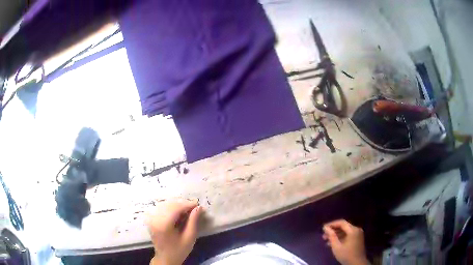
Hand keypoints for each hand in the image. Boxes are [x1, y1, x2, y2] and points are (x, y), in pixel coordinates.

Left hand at [146, 200, 202, 264]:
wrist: (165, 258)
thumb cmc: (179, 250)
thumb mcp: (189, 237)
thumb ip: (193, 221)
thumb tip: (198, 207)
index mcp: (163, 224)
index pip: (176, 208)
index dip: (187, 204)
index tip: (198, 204)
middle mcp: (155, 219)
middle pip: (170, 204)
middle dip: (183, 204)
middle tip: (195, 206)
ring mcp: (152, 218)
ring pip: (166, 205)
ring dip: (178, 205)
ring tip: (189, 209)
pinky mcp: (152, 219)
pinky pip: (162, 208)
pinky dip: (172, 208)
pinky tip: (179, 212)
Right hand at [322, 219, 368, 264]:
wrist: (357, 263)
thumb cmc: (346, 255)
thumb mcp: (336, 247)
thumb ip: (331, 236)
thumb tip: (326, 228)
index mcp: (353, 230)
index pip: (341, 222)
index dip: (332, 224)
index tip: (323, 228)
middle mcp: (356, 229)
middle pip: (343, 226)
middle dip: (333, 230)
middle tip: (323, 236)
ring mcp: (358, 234)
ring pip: (345, 231)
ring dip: (336, 235)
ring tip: (326, 240)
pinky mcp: (357, 239)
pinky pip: (348, 235)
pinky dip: (341, 237)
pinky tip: (333, 243)